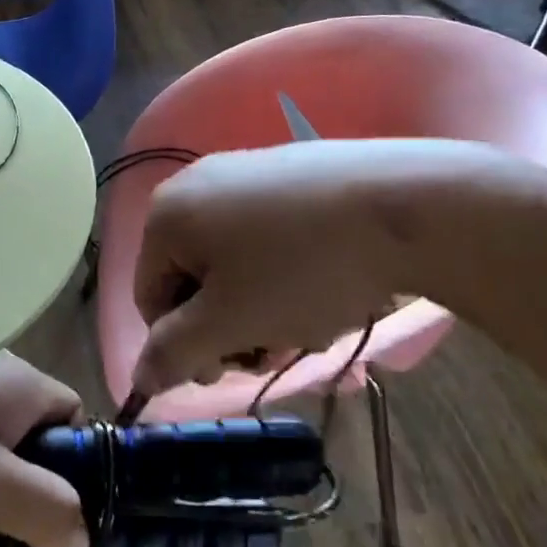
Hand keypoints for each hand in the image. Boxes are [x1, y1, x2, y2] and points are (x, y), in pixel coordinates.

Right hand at [128, 139, 513, 397]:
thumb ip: (174, 353)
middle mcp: (194, 182)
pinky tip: (326, 282)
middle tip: (276, 348)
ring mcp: (244, 170)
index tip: (233, 369)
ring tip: (309, 320)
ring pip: (232, 261)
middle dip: (228, 325)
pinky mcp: (288, 169)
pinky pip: (265, 233)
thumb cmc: (302, 270)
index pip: (150, 298)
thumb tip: (140, 377)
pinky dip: (283, 269)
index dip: (184, 346)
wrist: (405, 205)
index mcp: (166, 215)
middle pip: (193, 278)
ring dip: (259, 304)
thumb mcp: (230, 323)